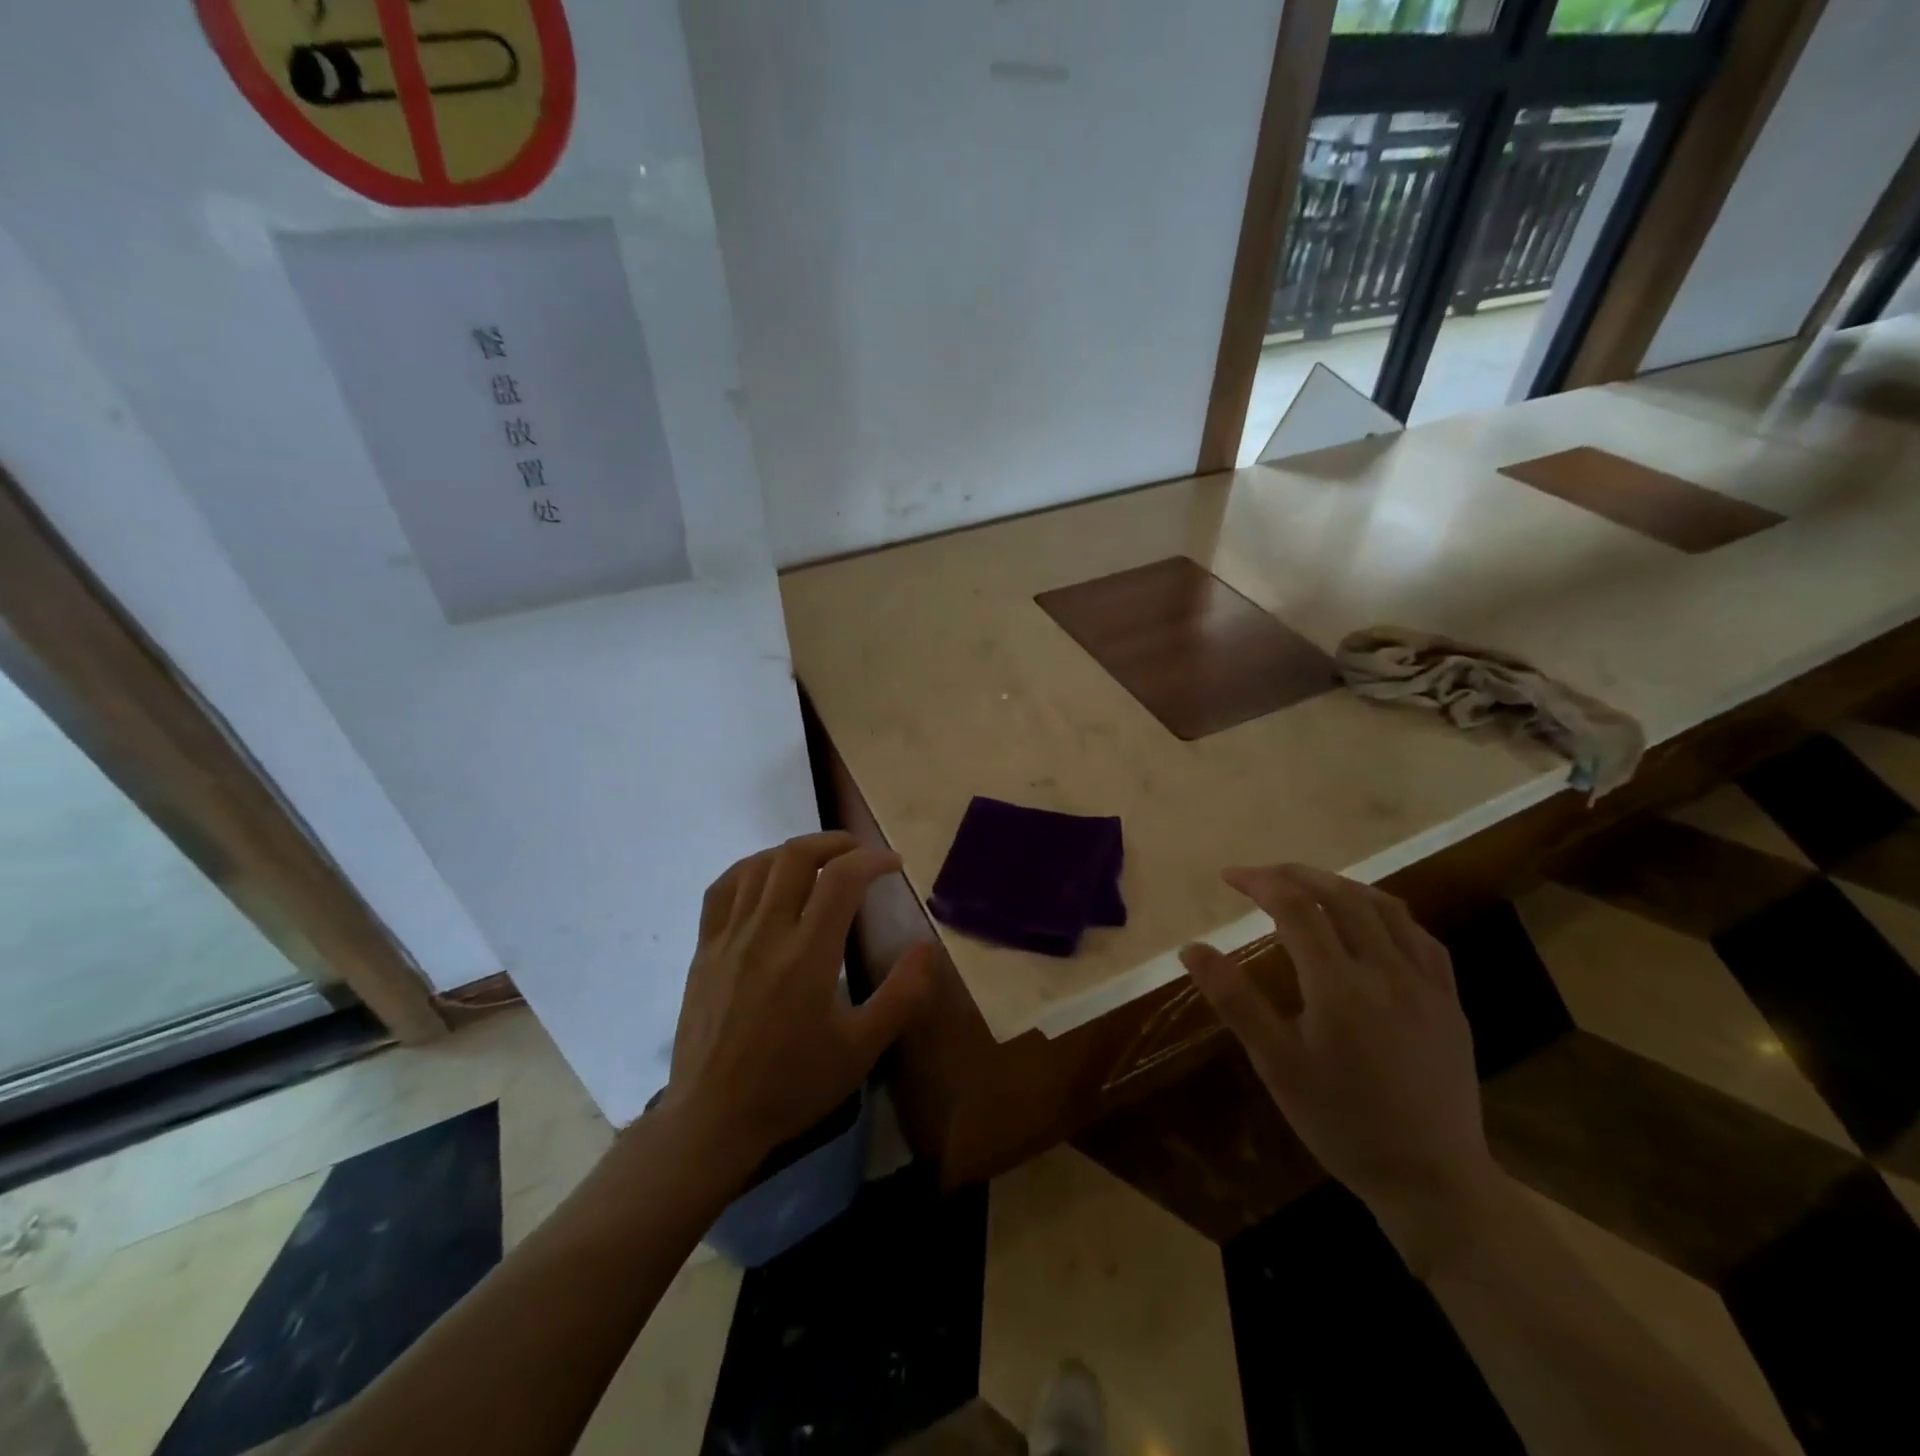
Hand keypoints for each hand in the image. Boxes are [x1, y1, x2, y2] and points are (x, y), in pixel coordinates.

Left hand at [662, 832, 935, 1179]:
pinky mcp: (703, 948)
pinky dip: (750, 869)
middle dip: (834, 842)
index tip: (893, 865)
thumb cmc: (793, 1084)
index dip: (872, 860)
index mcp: (807, 956)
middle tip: (860, 852)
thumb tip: (928, 948)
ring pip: (759, 865)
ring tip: (820, 860)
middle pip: (796, 857)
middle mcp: (766, 934)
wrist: (713, 1119)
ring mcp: (728, 938)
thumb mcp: (861, 1049)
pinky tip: (766, 876)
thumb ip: (901, 996)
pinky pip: (722, 888)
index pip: (841, 879)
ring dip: (795, 851)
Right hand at [1180, 864, 1501, 1266]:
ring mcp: (1426, 984)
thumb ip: (1235, 1000)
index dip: (1260, 882)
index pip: (1296, 908)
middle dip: (1296, 874)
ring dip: (1340, 885)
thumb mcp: (1277, 1065)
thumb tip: (1191, 948)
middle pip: (1340, 896)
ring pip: (1385, 907)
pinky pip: (1420, 936)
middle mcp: (1386, 971)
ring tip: (1309, 887)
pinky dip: (1386, 913)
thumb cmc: (1342, 1123)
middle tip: (1262, 875)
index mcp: (1339, 986)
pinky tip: (1371, 922)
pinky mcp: (1450, 1001)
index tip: (1229, 877)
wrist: (1433, 1180)